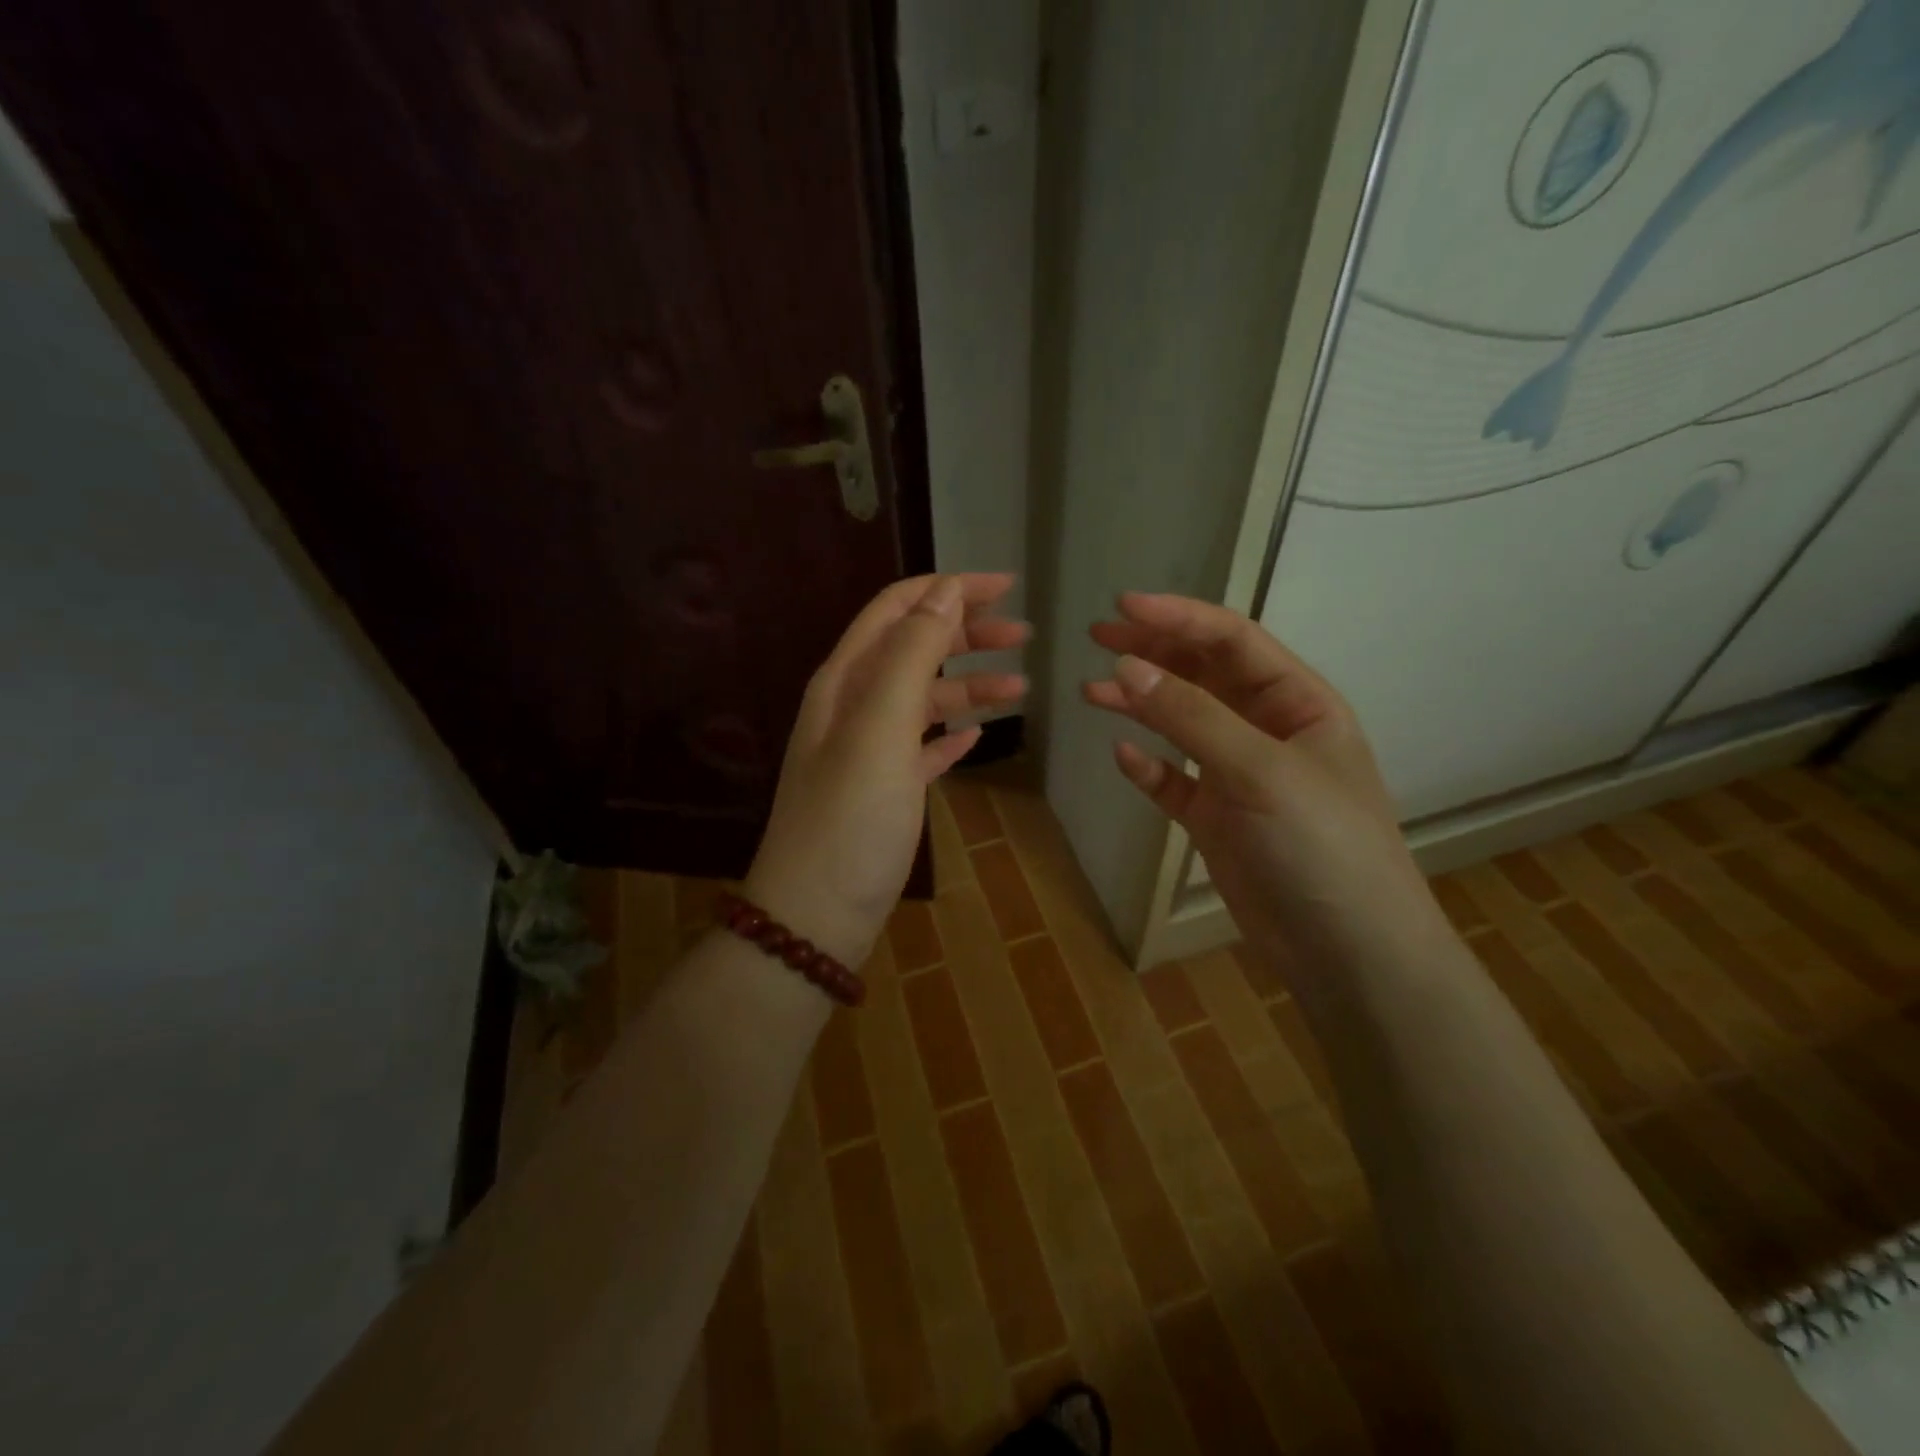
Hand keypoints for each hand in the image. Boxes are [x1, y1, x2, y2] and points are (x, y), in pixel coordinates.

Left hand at [746, 573, 1027, 966]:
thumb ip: (910, 654)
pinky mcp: (886, 790)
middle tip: (1024, 636)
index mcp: (846, 680)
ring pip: (925, 699)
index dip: (949, 590)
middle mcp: (854, 706)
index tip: (1005, 587)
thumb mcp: (880, 727)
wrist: (815, 914)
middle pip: (915, 649)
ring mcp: (869, 750)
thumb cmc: (850, 817)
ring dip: (969, 685)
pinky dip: (951, 733)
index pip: (897, 610)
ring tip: (1019, 688)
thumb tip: (945, 590)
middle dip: (967, 634)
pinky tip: (979, 736)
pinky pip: (923, 746)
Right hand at [1084, 593, 1448, 980]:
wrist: (1347, 953)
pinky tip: (1123, 757)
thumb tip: (1123, 667)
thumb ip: (1191, 717)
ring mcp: (1240, 777)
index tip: (1122, 606)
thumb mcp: (1260, 770)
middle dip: (1153, 653)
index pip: (1233, 641)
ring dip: (1140, 705)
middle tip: (1096, 638)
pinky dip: (1148, 767)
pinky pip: (1174, 781)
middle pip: (1203, 675)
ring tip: (1091, 692)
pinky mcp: (1217, 819)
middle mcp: (1268, 731)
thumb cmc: (1321, 846)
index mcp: (1299, 703)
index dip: (1179, 617)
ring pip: (1182, 725)